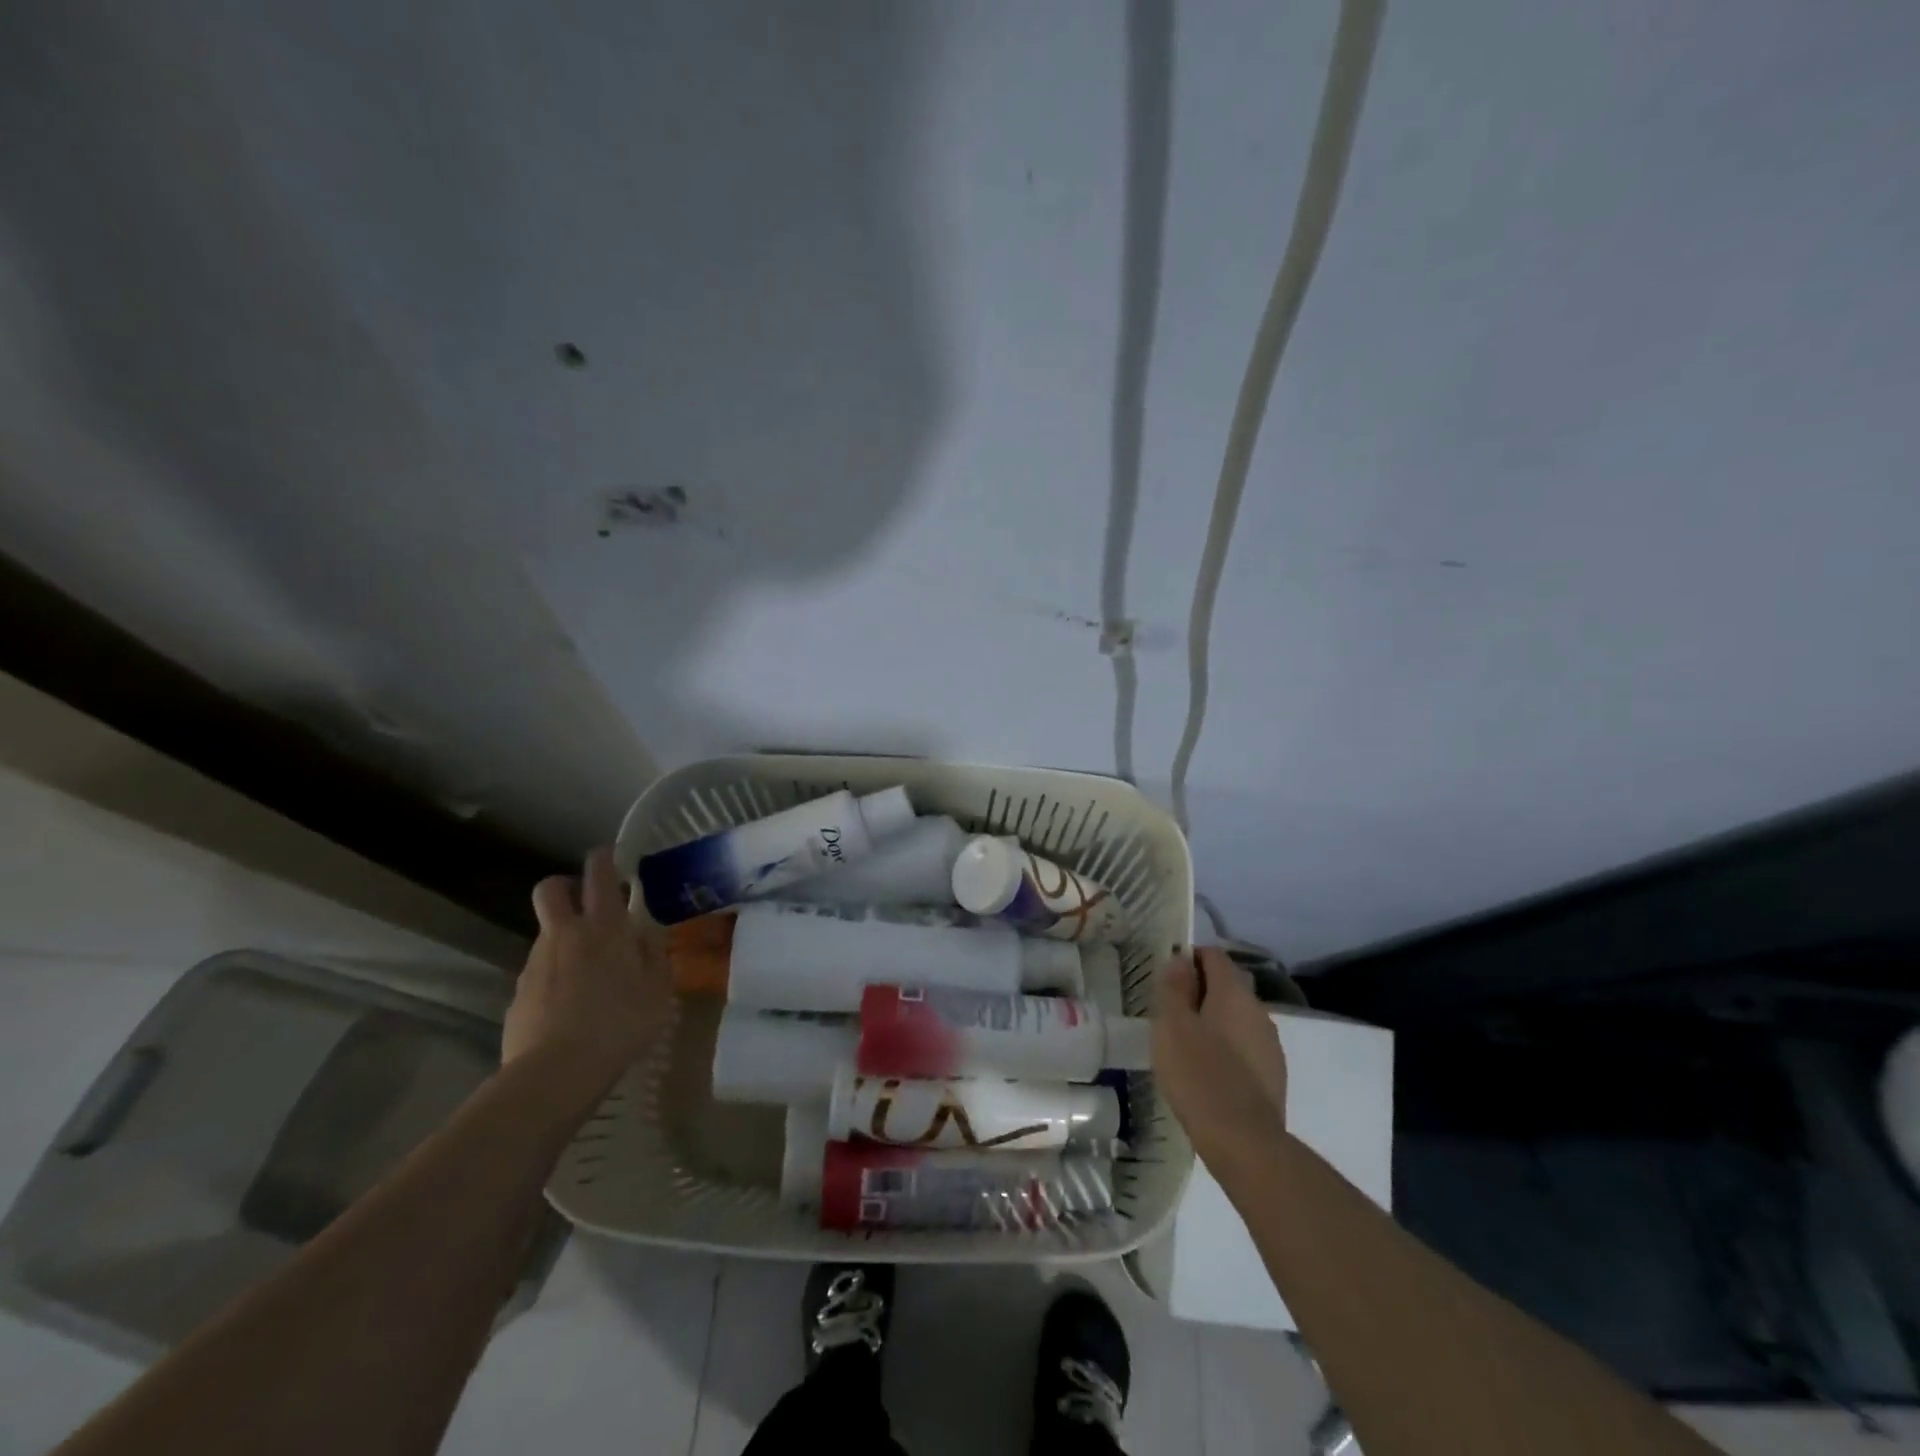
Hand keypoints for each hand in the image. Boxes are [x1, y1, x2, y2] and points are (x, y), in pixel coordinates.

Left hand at [503, 847, 668, 1086]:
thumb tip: (646, 934)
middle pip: (551, 889)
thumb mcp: (658, 989)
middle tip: (587, 903)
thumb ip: (653, 954)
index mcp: (604, 927)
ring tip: (590, 974)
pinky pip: (540, 972)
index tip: (611, 856)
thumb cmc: (620, 1023)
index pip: (598, 873)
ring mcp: (535, 963)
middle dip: (565, 885)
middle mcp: (565, 935)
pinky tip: (572, 1007)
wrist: (556, 1073)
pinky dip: (555, 977)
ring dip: (565, 939)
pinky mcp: (518, 994)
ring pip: (547, 933)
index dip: (603, 858)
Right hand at [1153, 946, 1289, 1167]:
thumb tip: (1181, 959)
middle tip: (1171, 1014)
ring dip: (1214, 1021)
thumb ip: (1174, 987)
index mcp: (1234, 992)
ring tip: (1187, 1046)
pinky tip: (1209, 1072)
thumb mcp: (1172, 1026)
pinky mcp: (1274, 1074)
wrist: (1244, 1141)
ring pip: (1237, 1017)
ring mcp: (1270, 1043)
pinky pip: (1245, 1046)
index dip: (1189, 959)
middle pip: (1227, 985)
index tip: (1167, 980)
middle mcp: (1258, 1010)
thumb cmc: (1198, 1075)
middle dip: (1200, 991)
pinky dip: (1227, 1048)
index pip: (1213, 955)